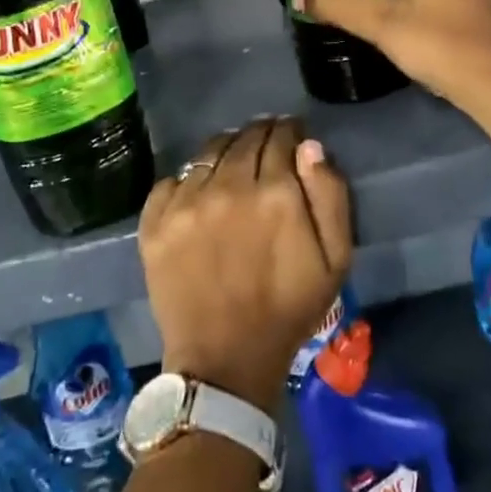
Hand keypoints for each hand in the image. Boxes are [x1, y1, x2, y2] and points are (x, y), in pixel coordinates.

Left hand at [138, 117, 351, 415]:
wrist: (225, 359)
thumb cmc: (288, 309)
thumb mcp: (335, 259)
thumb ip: (329, 195)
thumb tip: (309, 147)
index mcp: (275, 193)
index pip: (281, 138)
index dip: (288, 132)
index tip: (291, 136)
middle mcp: (228, 187)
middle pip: (244, 139)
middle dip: (259, 135)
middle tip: (265, 143)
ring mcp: (186, 203)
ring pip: (208, 153)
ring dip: (225, 150)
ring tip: (232, 162)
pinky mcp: (155, 223)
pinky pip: (171, 180)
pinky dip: (187, 179)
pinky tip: (198, 192)